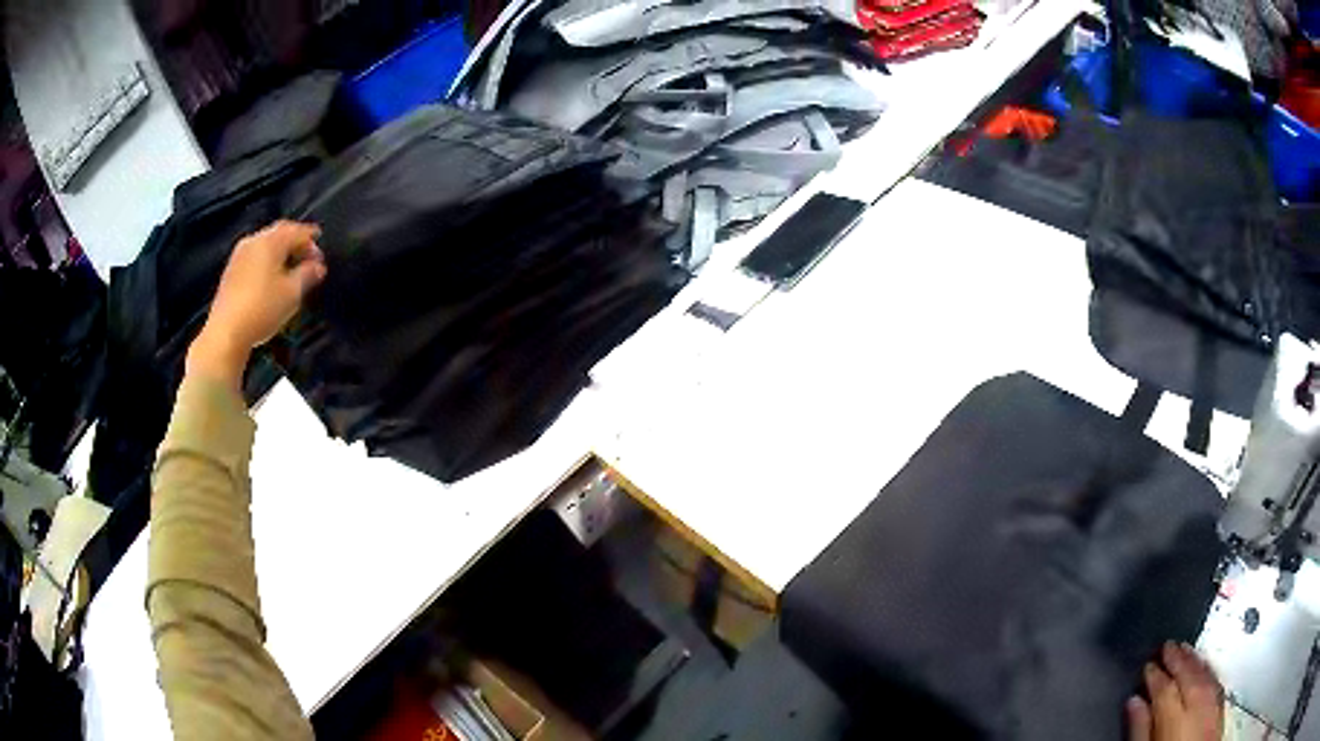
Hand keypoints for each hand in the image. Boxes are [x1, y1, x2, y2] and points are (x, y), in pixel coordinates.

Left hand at [187, 221, 326, 388]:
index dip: (312, 239)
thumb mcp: (292, 293)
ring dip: (280, 251)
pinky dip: (267, 260)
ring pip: (265, 244)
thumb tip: (318, 266)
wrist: (226, 332)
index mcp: (271, 241)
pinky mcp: (231, 270)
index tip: (321, 251)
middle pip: (280, 233)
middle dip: (295, 242)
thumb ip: (308, 275)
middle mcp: (254, 241)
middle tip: (308, 257)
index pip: (297, 231)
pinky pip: (255, 256)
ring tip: (291, 268)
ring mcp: (239, 254)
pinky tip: (271, 277)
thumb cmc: (262, 309)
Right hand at [1127, 642, 1224, 740]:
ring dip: (1195, 661)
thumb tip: (1133, 702)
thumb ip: (1140, 729)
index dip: (1154, 675)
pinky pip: (1216, 684)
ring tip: (1186, 650)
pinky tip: (1206, 669)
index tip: (1147, 666)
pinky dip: (1209, 673)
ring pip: (1206, 675)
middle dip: (1178, 658)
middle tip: (1168, 645)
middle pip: (1190, 674)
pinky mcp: (1222, 708)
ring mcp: (1214, 705)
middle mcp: (1200, 704)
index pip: (1164, 688)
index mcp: (1177, 718)